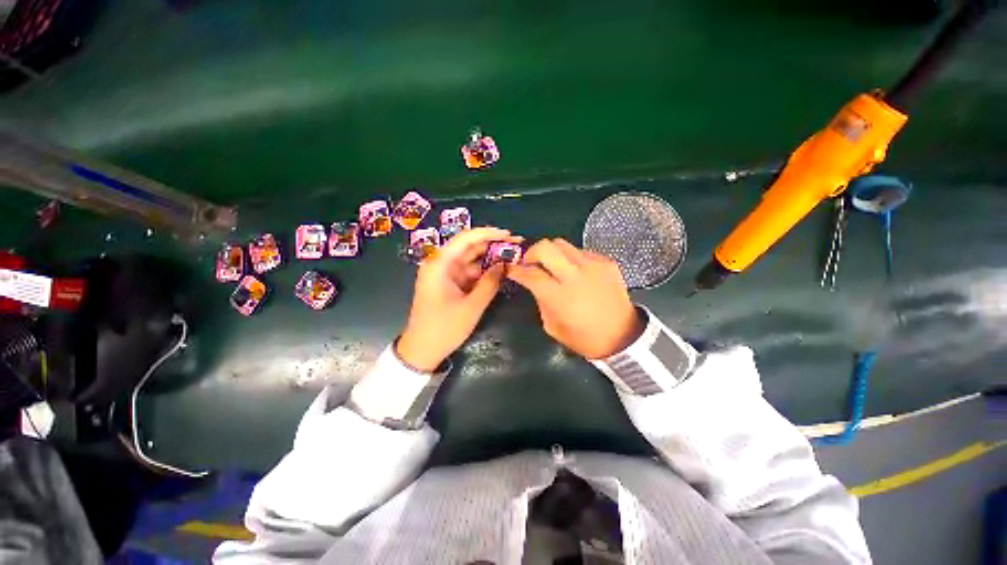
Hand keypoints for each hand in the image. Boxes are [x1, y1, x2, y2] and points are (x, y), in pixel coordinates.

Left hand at [396, 227, 521, 371]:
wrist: (422, 350)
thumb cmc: (444, 329)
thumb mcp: (472, 307)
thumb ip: (490, 283)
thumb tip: (505, 264)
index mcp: (440, 265)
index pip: (465, 239)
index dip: (488, 233)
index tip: (509, 235)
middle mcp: (441, 264)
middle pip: (469, 246)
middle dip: (492, 244)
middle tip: (516, 245)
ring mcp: (445, 273)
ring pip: (471, 259)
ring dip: (490, 258)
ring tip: (512, 257)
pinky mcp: (449, 283)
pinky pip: (469, 271)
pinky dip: (484, 271)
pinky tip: (500, 270)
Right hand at [507, 238, 642, 359]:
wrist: (623, 336)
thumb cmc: (584, 338)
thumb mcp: (552, 326)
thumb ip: (540, 299)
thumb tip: (532, 281)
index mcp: (560, 297)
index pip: (530, 273)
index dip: (515, 269)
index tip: (509, 268)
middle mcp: (576, 276)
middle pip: (545, 247)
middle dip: (531, 252)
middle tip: (530, 263)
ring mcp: (593, 265)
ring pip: (561, 243)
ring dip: (550, 253)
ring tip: (551, 267)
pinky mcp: (606, 261)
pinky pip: (579, 251)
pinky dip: (570, 259)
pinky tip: (574, 272)